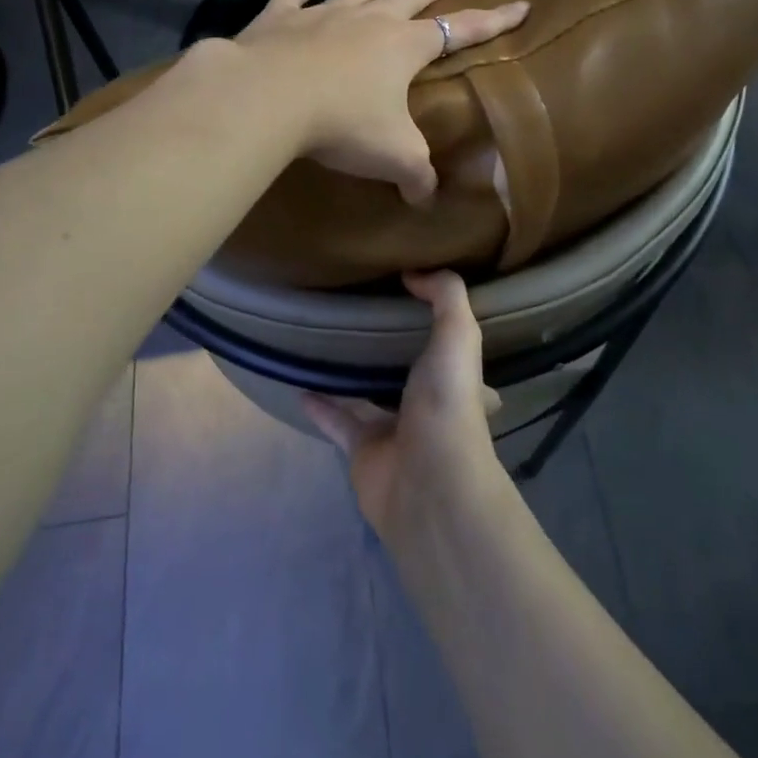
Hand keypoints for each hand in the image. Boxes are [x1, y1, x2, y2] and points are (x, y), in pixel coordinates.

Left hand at [231, 0, 527, 202]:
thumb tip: (425, 199)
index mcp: (404, 46)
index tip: (519, 5)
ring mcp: (321, 14)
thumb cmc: (343, 124)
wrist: (267, 98)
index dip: (493, 21)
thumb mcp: (393, 157)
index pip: (460, 30)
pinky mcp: (277, 19)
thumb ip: (417, 176)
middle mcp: (368, 21)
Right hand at [302, 270, 503, 538]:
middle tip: (366, 317)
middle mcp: (429, 405)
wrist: (426, 486)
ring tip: (327, 342)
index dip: (446, 329)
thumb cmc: (447, 406)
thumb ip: (446, 297)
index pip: (457, 351)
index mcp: (459, 381)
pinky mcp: (362, 450)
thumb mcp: (458, 337)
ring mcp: (395, 430)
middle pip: (411, 373)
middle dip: (396, 352)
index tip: (423, 300)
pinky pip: (337, 421)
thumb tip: (415, 272)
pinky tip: (299, 382)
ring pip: (370, 395)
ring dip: (352, 375)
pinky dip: (319, 404)